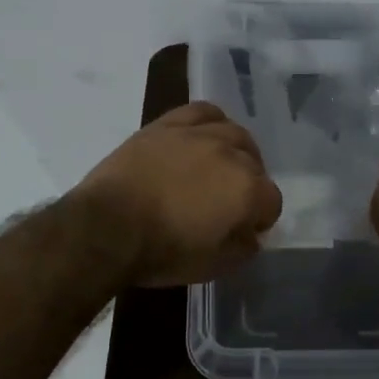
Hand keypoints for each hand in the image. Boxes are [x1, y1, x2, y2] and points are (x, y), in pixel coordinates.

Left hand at [74, 102, 283, 286]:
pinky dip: (210, 122)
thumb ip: (243, 248)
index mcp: (246, 189)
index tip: (243, 230)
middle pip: (255, 164)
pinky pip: (201, 112)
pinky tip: (203, 136)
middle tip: (228, 203)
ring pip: (233, 133)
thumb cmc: (162, 252)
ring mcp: (198, 134)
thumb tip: (251, 235)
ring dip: (235, 151)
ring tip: (219, 167)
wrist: (107, 227)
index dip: (260, 218)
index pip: (271, 201)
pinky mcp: (168, 124)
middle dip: (248, 185)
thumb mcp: (212, 266)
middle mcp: (230, 153)